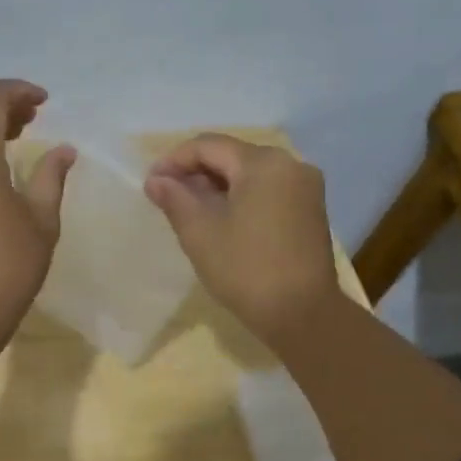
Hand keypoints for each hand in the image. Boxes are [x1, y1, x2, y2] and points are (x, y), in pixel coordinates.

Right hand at [144, 134, 341, 344]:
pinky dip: (240, 197)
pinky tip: (221, 220)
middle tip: (166, 197)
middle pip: (231, 156)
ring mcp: (305, 187)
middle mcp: (290, 164)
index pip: (208, 146)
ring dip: (216, 186)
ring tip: (189, 210)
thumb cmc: (246, 269)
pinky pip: (267, 190)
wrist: (302, 314)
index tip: (151, 183)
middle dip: (196, 172)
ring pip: (250, 174)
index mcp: (263, 163)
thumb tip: (156, 179)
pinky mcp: (310, 210)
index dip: (174, 160)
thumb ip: (175, 198)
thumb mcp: (200, 232)